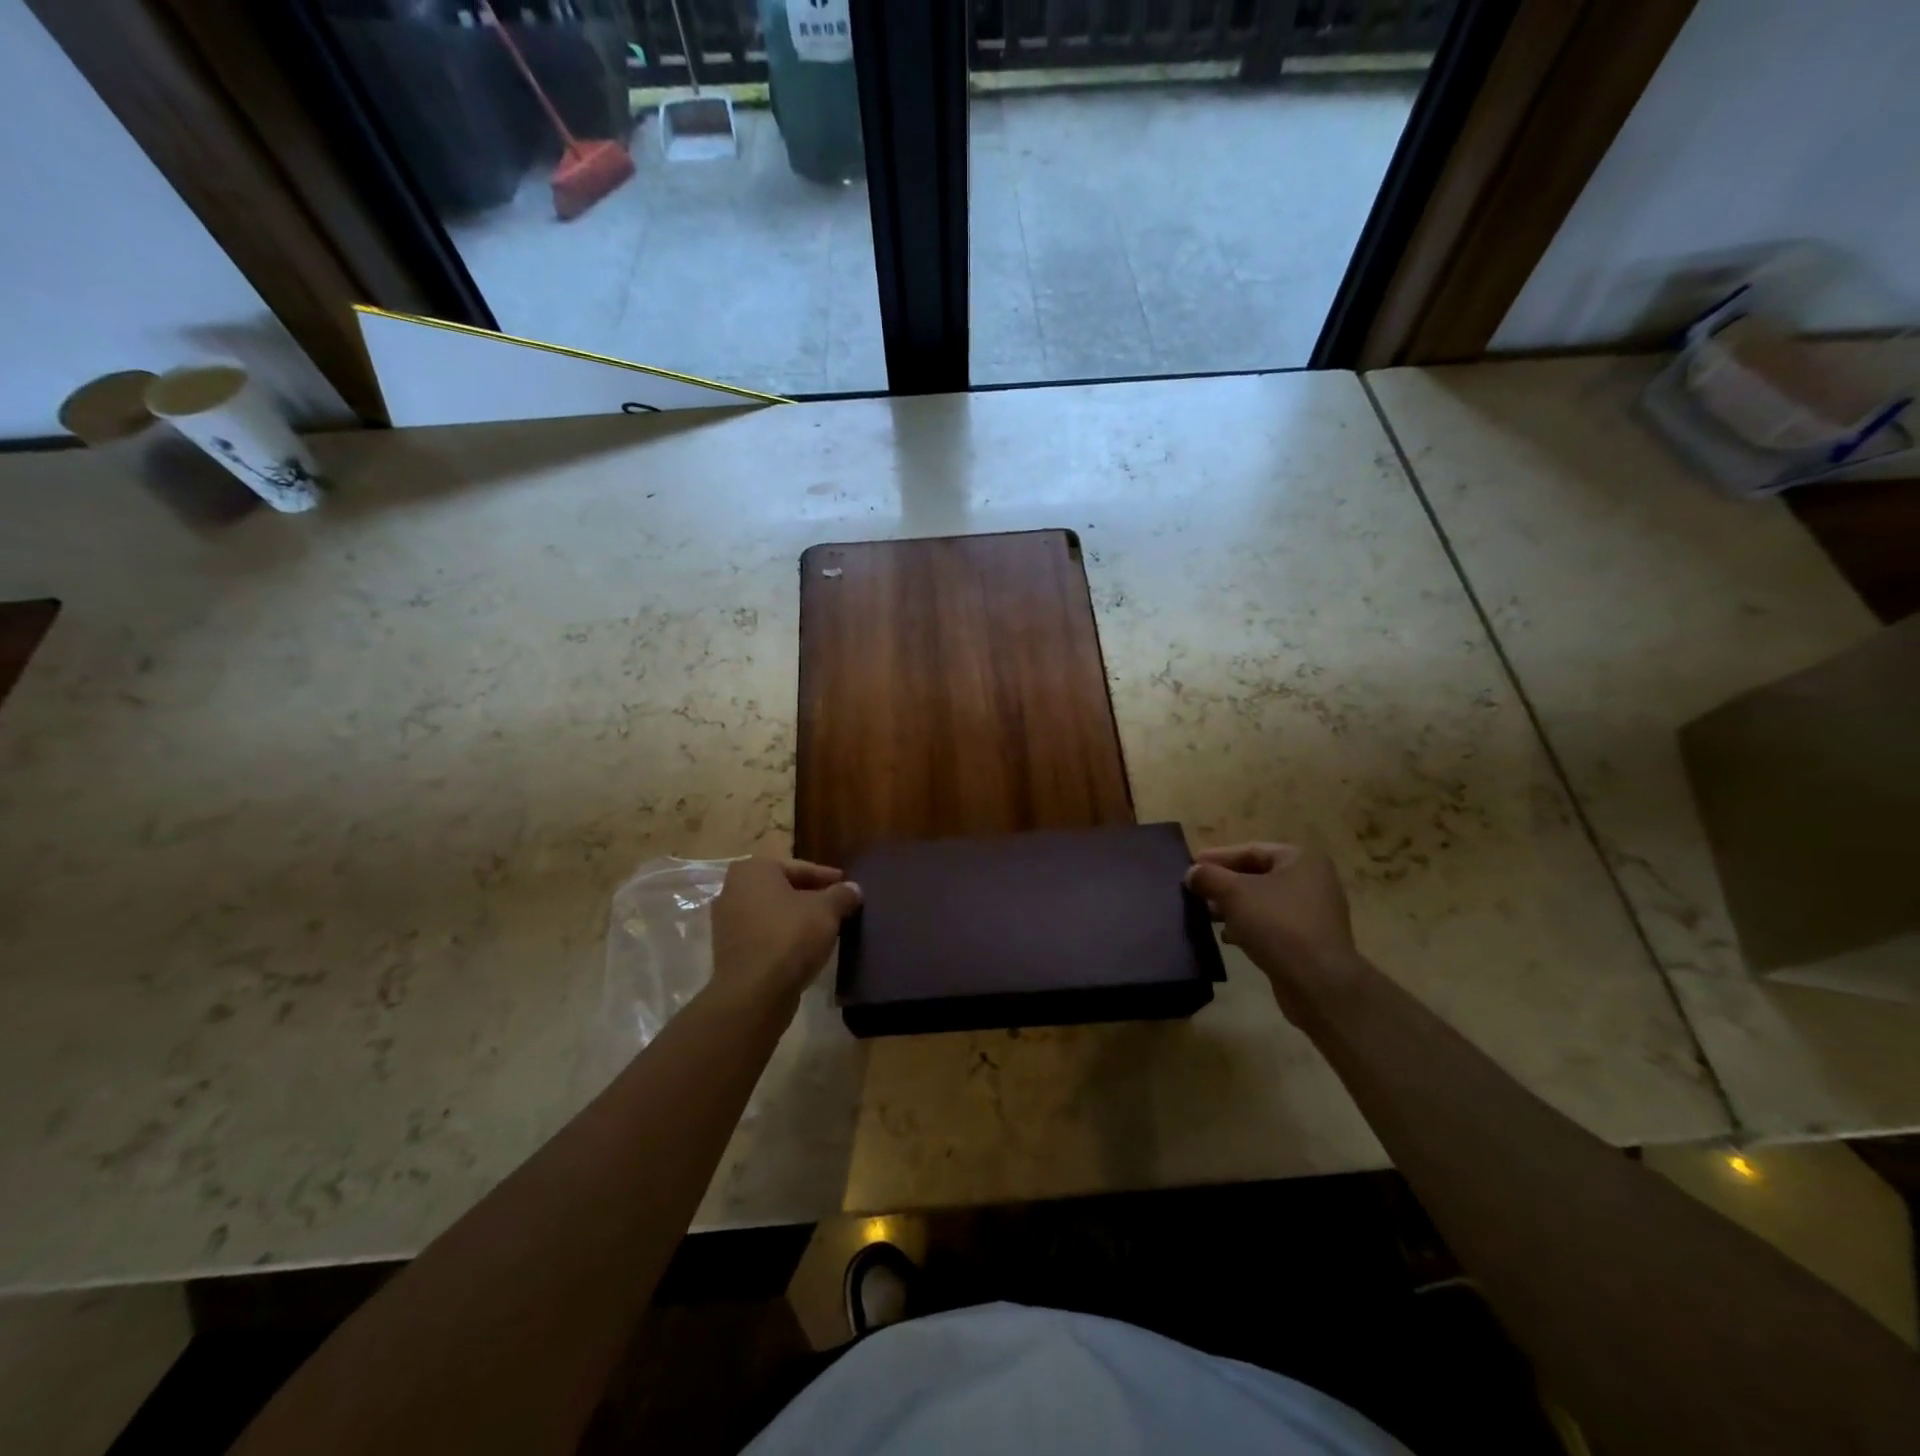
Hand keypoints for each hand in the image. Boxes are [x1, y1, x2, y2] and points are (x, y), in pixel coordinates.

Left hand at [709, 857, 861, 1005]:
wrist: (754, 992)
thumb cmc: (790, 936)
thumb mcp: (827, 911)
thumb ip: (842, 895)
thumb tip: (854, 889)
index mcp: (754, 870)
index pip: (799, 868)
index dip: (826, 877)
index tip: (846, 885)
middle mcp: (733, 889)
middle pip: (783, 889)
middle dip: (810, 897)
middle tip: (837, 905)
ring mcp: (726, 921)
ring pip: (772, 913)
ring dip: (796, 918)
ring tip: (824, 927)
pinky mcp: (728, 950)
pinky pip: (763, 934)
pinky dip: (782, 936)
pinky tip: (804, 947)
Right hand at [1185, 843, 1359, 1017]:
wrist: (1318, 982)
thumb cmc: (1277, 924)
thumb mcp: (1234, 893)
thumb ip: (1209, 877)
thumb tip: (1192, 872)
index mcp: (1301, 860)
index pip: (1251, 850)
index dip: (1218, 857)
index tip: (1191, 865)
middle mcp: (1313, 881)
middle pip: (1257, 876)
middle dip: (1225, 884)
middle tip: (1196, 891)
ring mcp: (1314, 913)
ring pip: (1264, 902)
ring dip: (1234, 907)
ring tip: (1207, 915)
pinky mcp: (1310, 941)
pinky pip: (1273, 925)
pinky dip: (1250, 926)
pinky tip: (1229, 938)